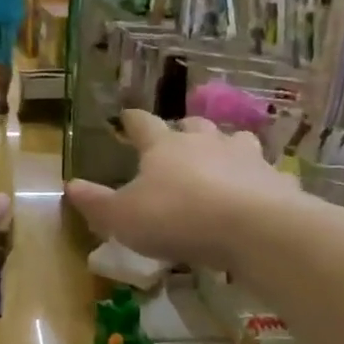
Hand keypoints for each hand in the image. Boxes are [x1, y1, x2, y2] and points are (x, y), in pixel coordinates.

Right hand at [66, 110, 299, 270]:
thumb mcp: (123, 217)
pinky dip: (254, 178)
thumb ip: (96, 203)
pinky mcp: (273, 178)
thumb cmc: (176, 217)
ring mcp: (244, 156)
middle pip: (192, 125)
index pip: (144, 124)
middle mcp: (205, 141)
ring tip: (218, 160)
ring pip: (232, 140)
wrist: (252, 227)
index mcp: (164, 146)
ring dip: (223, 147)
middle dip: (183, 131)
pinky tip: (253, 191)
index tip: (126, 116)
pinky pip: (261, 172)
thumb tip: (70, 186)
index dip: (133, 120)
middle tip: (177, 140)